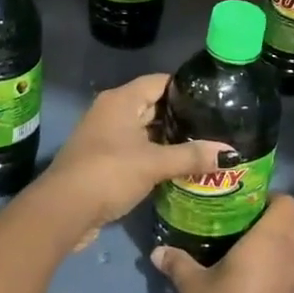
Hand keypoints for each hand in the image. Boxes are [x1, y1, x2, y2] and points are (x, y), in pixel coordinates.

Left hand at [37, 74, 227, 234]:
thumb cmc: (109, 173)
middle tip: (216, 125)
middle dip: (182, 116)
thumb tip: (230, 154)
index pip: (161, 82)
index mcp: (122, 100)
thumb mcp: (154, 164)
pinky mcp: (105, 160)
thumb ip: (191, 156)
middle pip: (154, 105)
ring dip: (170, 139)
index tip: (215, 97)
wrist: (63, 211)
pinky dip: (156, 155)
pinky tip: (180, 166)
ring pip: (146, 130)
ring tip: (204, 145)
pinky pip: (137, 149)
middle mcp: (112, 111)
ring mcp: (106, 136)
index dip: (187, 87)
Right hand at [151, 194, 293, 292]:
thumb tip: (157, 251)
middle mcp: (289, 256)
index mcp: (270, 240)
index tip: (248, 204)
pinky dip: (285, 267)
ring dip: (289, 243)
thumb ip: (178, 262)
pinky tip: (257, 274)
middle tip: (251, 222)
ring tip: (257, 247)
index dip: (273, 199)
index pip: (289, 203)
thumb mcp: (191, 284)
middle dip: (282, 218)